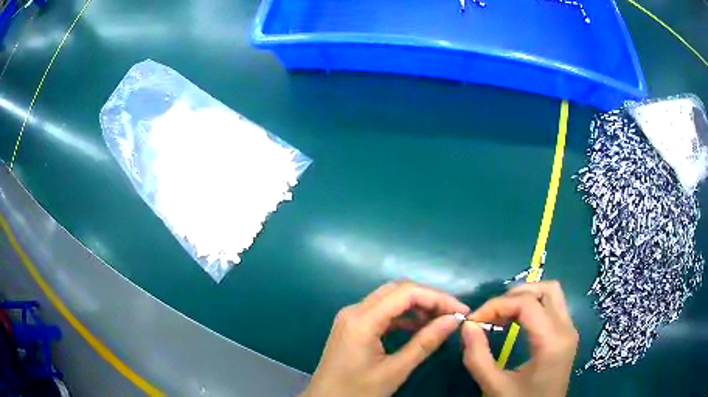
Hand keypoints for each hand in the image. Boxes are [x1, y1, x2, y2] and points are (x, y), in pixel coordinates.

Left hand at [302, 281, 469, 396]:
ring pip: (390, 298)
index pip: (406, 293)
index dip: (438, 298)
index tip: (461, 311)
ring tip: (440, 321)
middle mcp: (354, 310)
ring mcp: (351, 317)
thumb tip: (453, 320)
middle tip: (453, 314)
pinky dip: (403, 316)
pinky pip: (381, 312)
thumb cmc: (357, 391)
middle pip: (397, 290)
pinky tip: (419, 327)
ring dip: (416, 306)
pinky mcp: (352, 326)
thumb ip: (425, 343)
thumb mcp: (394, 371)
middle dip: (429, 298)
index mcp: (361, 320)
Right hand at [462, 281, 578, 396]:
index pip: (527, 303)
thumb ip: (477, 357)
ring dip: (525, 298)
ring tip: (502, 317)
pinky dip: (532, 307)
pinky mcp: (566, 335)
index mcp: (552, 341)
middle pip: (546, 289)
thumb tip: (467, 326)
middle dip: (514, 296)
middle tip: (491, 315)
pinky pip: (552, 307)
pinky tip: (515, 323)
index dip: (497, 305)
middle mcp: (566, 329)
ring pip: (552, 294)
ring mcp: (569, 330)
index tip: (473, 321)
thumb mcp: (494, 386)